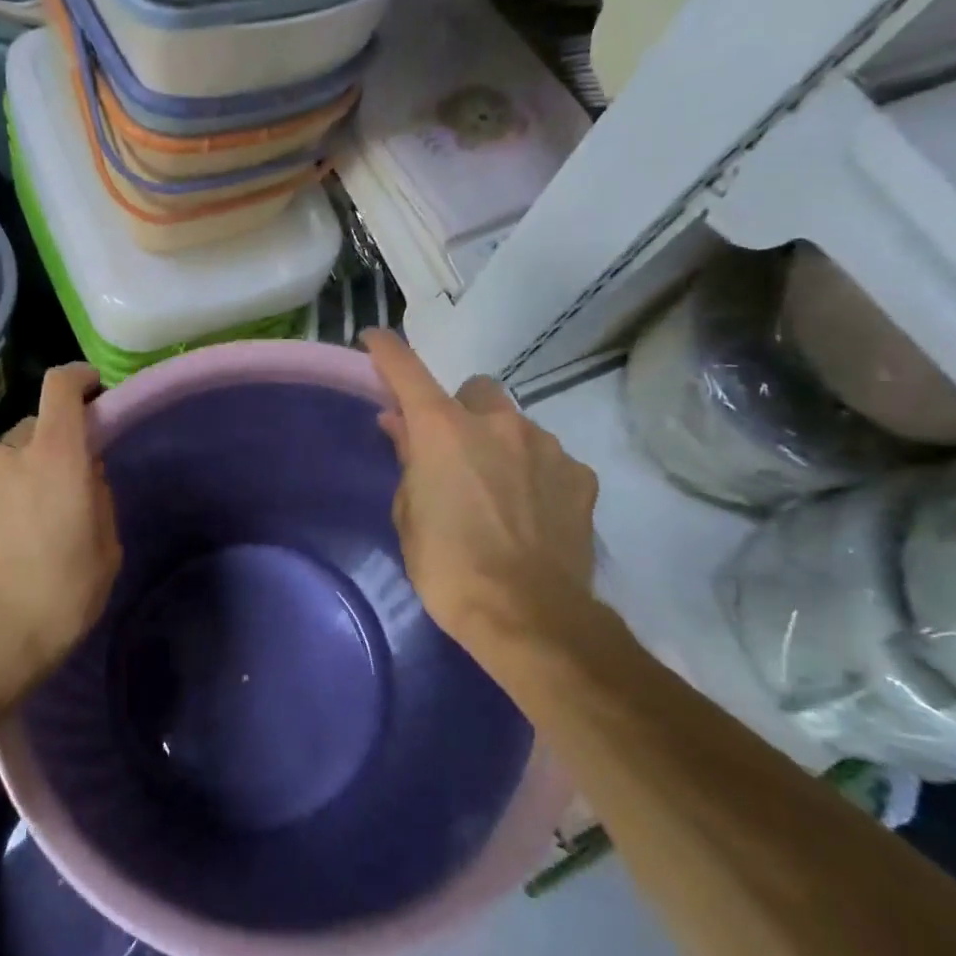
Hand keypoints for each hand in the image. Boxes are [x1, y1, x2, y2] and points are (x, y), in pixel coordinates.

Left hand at [0, 364, 121, 706]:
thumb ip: (98, 499)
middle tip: (67, 489)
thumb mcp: (105, 550)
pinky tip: (2, 549)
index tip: (93, 387)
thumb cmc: (58, 595)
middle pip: (34, 429)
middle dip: (53, 448)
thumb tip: (85, 477)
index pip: (61, 387)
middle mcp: (7, 455)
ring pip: (5, 465)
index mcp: (55, 456)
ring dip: (22, 481)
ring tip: (32, 529)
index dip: (79, 378)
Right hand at [363, 330, 599, 670]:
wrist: (530, 617)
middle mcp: (497, 422)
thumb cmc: (449, 568)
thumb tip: (399, 425)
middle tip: (455, 454)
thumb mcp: (409, 516)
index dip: (386, 350)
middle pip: (475, 390)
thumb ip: (407, 461)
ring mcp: (546, 445)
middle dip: (462, 411)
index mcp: (443, 430)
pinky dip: (536, 473)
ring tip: (499, 494)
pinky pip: (549, 458)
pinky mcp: (580, 474)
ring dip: (501, 444)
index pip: (407, 370)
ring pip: (516, 425)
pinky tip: (533, 513)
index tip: (374, 339)